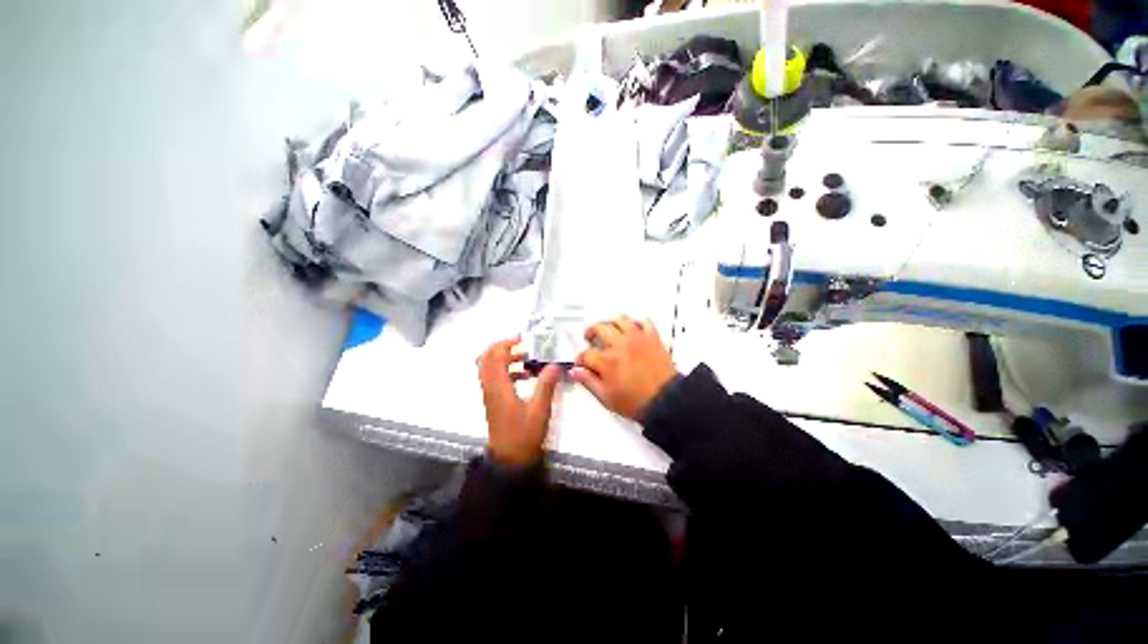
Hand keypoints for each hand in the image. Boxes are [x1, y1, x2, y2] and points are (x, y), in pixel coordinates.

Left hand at [477, 336, 561, 466]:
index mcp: (499, 388)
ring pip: (490, 368)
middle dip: (502, 347)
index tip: (522, 338)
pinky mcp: (494, 401)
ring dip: (505, 359)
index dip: (506, 344)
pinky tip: (525, 376)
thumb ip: (546, 385)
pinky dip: (507, 371)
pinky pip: (495, 378)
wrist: (510, 461)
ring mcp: (490, 395)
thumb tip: (553, 365)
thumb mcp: (540, 410)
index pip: (495, 357)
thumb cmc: (524, 435)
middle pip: (486, 359)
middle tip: (521, 344)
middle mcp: (490, 388)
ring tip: (526, 358)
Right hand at [571, 317, 677, 420]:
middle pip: (599, 328)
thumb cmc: (635, 402)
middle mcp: (619, 344)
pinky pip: (644, 322)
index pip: (586, 354)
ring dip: (611, 323)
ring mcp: (637, 338)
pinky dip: (637, 323)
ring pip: (620, 319)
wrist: (667, 401)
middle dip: (591, 332)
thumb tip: (575, 371)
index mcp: (606, 361)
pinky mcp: (653, 337)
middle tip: (589, 337)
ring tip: (609, 329)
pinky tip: (633, 329)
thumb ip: (589, 382)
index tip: (581, 364)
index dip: (580, 359)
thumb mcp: (606, 398)